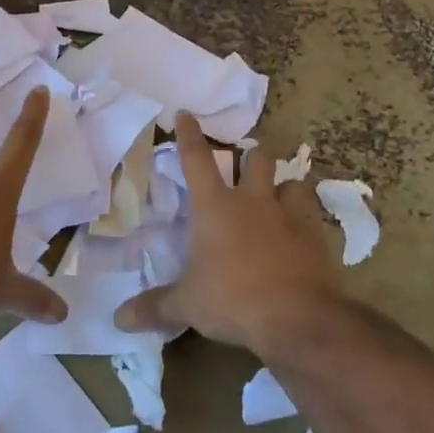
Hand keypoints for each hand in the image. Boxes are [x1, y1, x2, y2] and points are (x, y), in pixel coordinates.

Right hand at [114, 113, 344, 353]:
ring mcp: (289, 217)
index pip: (197, 160)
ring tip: (280, 197)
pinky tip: (301, 242)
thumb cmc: (233, 300)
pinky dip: (305, 226)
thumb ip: (154, 307)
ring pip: (292, 183)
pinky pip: (311, 222)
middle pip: (257, 159)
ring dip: (285, 186)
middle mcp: (253, 202)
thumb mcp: (187, 306)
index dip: (189, 135)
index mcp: (216, 208)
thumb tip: (118, 319)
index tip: (186, 113)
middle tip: (248, 162)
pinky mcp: (315, 239)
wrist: (298, 317)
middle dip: (252, 155)